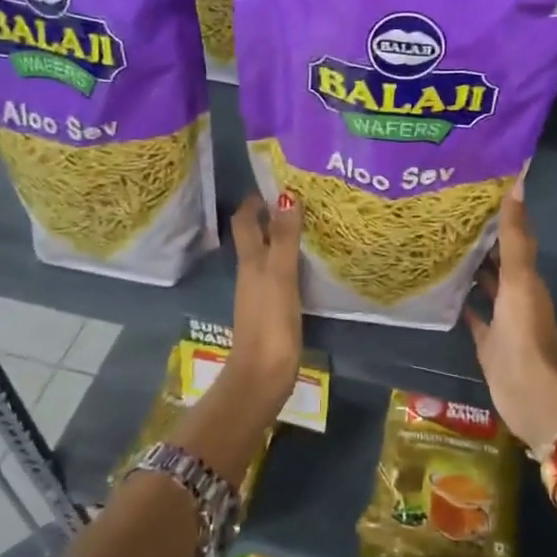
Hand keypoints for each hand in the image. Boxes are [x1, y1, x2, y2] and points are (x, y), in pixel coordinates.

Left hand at [227, 191, 303, 397]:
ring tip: (310, 225)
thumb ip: (283, 238)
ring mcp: (261, 293)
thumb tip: (286, 195)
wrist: (263, 375)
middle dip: (270, 216)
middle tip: (299, 200)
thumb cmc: (270, 322)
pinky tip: (309, 264)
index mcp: (250, 261)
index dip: (255, 201)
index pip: (245, 221)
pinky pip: (280, 275)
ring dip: (282, 238)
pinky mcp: (273, 311)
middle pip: (255, 237)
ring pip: (267, 255)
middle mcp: (251, 273)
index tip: (277, 182)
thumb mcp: (279, 275)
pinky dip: (290, 262)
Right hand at [465, 183, 556, 448]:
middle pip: (496, 260)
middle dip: (478, 240)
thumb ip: (516, 238)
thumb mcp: (519, 280)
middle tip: (444, 215)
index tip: (470, 192)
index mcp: (526, 277)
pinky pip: (472, 316)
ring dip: (468, 268)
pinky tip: (440, 290)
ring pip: (484, 286)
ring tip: (437, 245)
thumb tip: (519, 185)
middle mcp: (515, 293)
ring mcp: (501, 319)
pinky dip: (460, 302)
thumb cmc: (527, 333)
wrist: (533, 395)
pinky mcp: (487, 342)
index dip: (497, 216)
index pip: (512, 238)